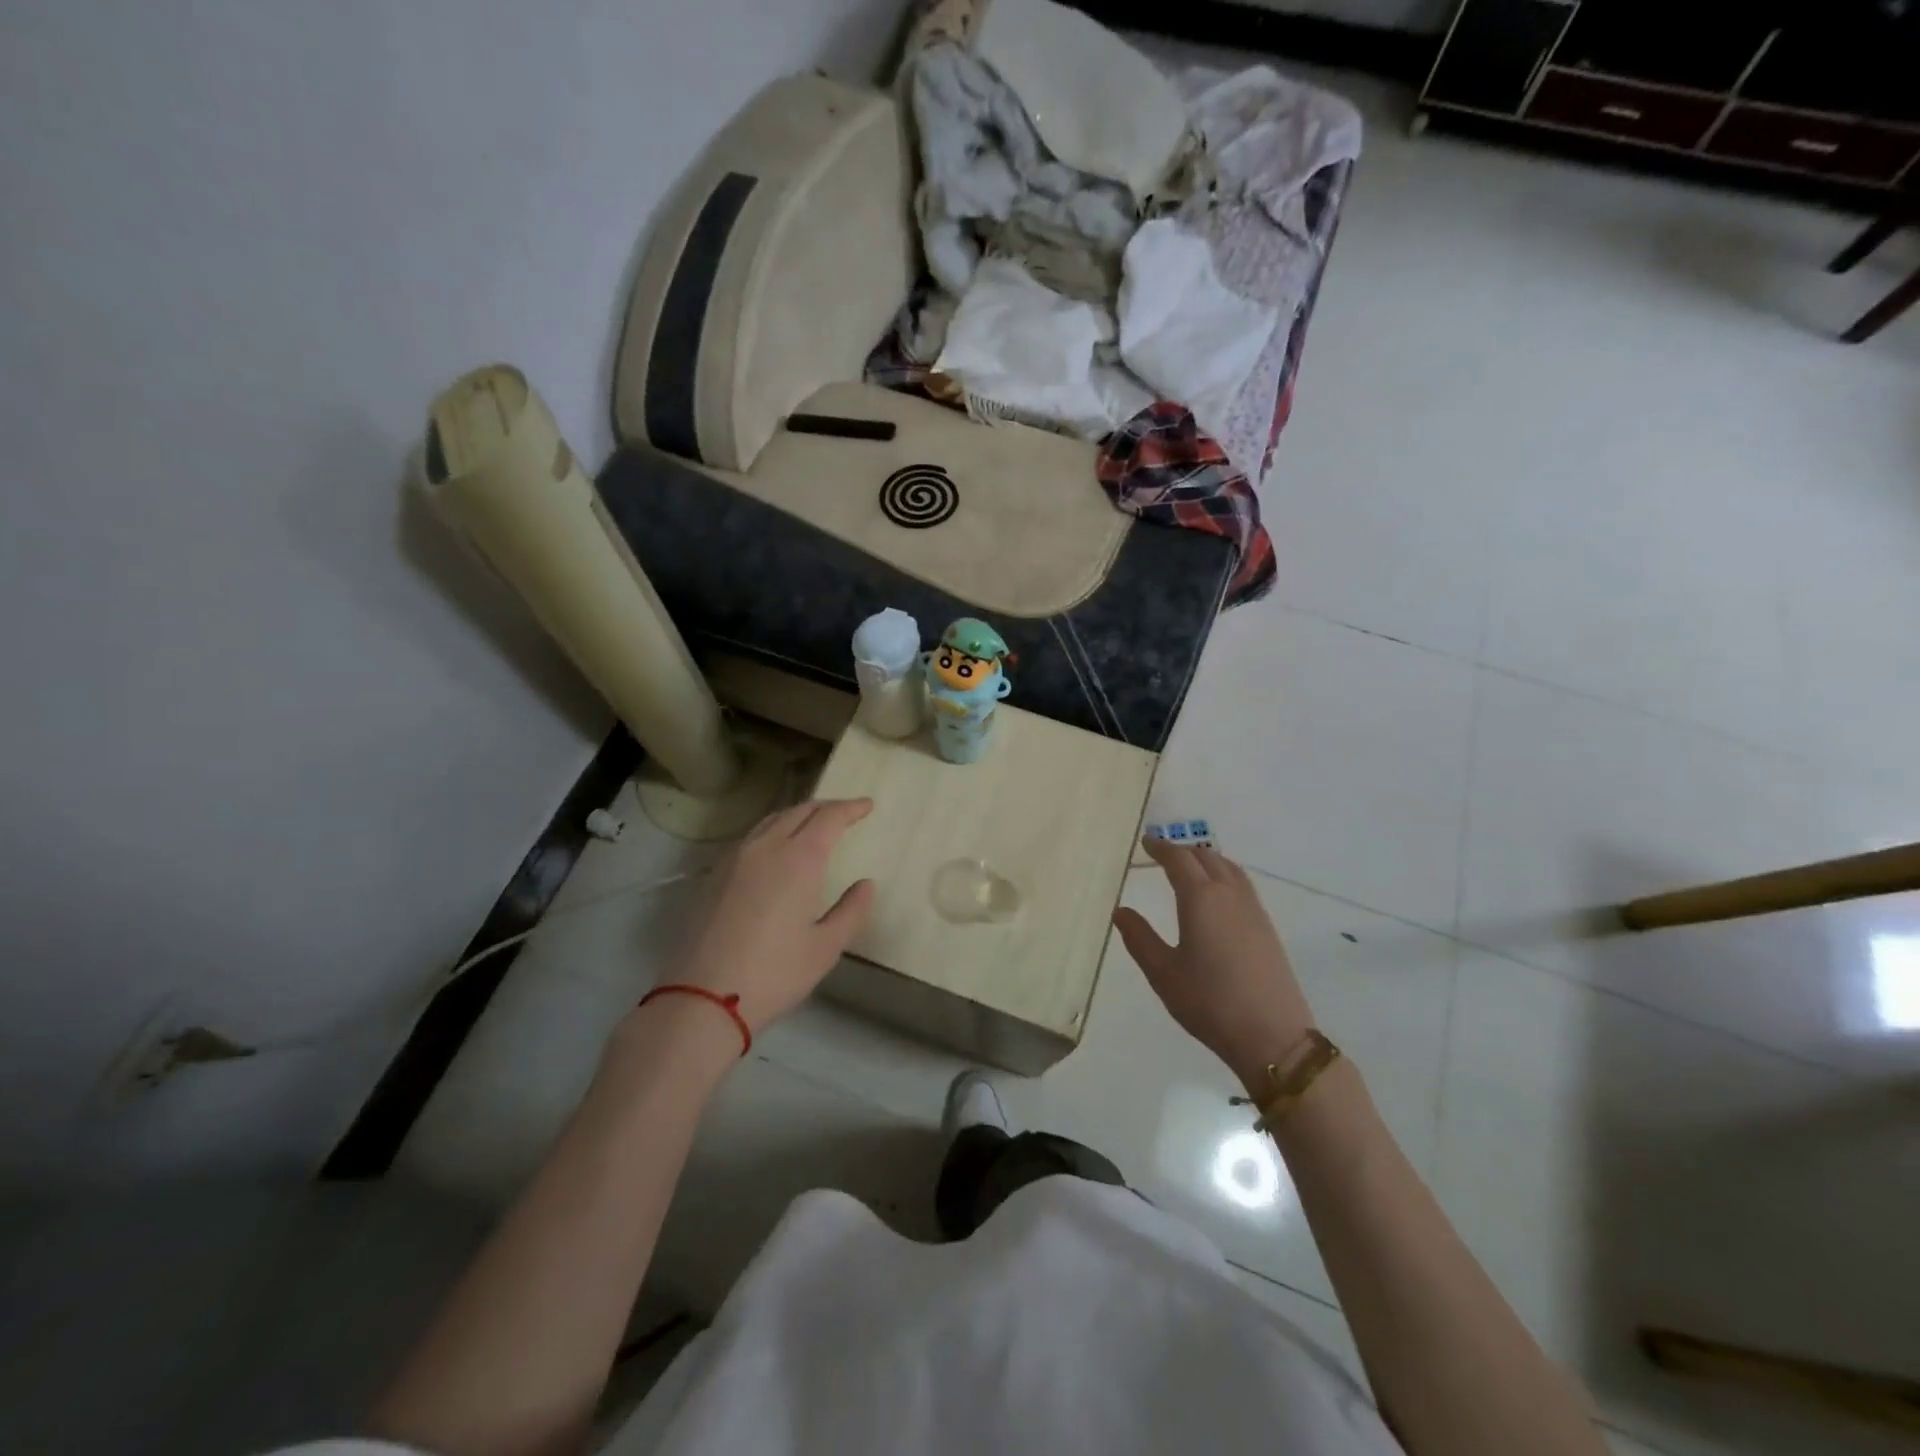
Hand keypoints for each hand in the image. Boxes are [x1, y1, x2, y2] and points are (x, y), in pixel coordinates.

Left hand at [669, 799, 876, 1033]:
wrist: (701, 997)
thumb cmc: (774, 973)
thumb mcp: (825, 948)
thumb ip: (851, 911)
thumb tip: (865, 884)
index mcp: (799, 858)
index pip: (829, 817)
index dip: (851, 808)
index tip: (867, 805)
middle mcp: (766, 847)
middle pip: (799, 811)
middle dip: (825, 807)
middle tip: (845, 813)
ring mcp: (734, 858)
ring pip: (771, 821)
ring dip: (797, 816)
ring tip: (812, 826)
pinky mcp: (713, 874)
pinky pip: (751, 837)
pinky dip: (773, 831)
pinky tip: (776, 850)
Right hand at [1113, 838, 1315, 1093]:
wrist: (1272, 1036)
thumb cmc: (1209, 1002)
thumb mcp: (1163, 972)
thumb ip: (1139, 938)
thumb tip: (1121, 910)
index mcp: (1201, 898)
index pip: (1178, 860)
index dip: (1160, 848)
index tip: (1145, 842)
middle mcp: (1229, 894)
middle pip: (1206, 857)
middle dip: (1182, 850)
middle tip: (1162, 853)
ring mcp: (1253, 910)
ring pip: (1229, 868)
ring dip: (1206, 859)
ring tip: (1190, 866)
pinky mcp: (1267, 927)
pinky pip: (1242, 884)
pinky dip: (1224, 874)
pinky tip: (1217, 894)